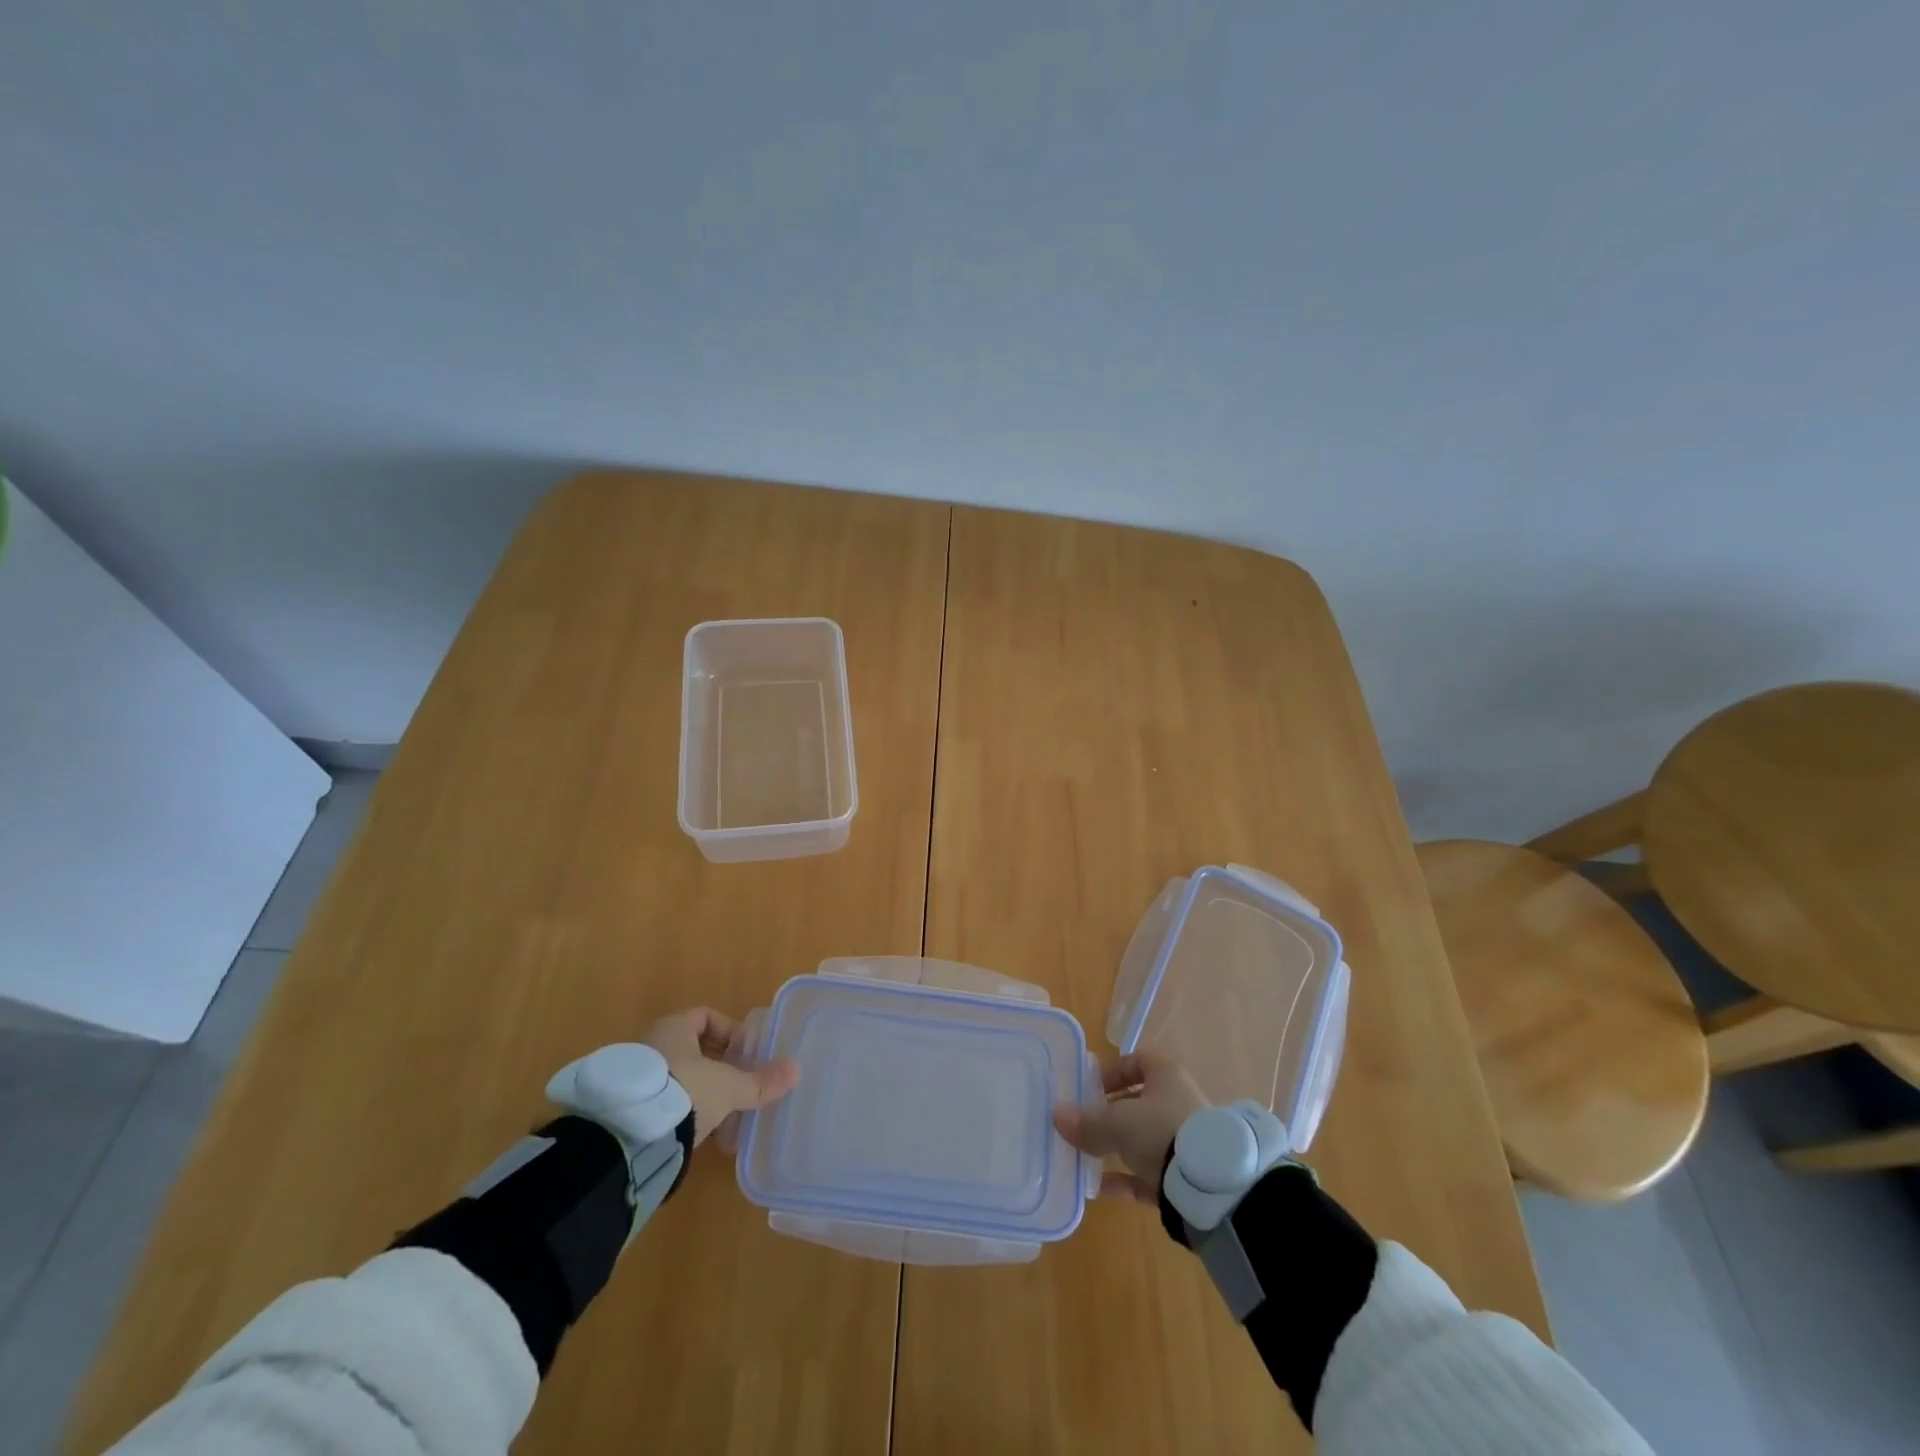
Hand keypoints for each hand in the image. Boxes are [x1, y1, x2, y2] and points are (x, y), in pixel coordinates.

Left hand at [641, 1007, 797, 1145]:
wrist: (628, 1135)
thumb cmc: (685, 1091)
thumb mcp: (728, 1087)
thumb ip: (760, 1081)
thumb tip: (795, 1071)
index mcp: (673, 1027)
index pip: (705, 1016)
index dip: (729, 1031)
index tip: (744, 1054)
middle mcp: (650, 1042)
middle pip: (691, 1046)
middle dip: (716, 1063)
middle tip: (736, 1082)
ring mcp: (634, 1073)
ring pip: (676, 1073)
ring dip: (698, 1087)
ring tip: (720, 1110)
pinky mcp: (626, 1103)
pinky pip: (661, 1096)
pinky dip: (680, 1107)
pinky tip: (694, 1128)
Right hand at [1052, 1052, 1206, 1203]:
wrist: (1211, 1187)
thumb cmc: (1161, 1131)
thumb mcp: (1118, 1123)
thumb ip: (1088, 1123)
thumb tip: (1057, 1116)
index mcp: (1166, 1076)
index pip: (1138, 1061)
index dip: (1112, 1072)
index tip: (1089, 1089)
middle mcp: (1177, 1103)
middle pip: (1138, 1103)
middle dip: (1109, 1115)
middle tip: (1082, 1125)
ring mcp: (1183, 1141)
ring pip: (1142, 1139)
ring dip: (1115, 1148)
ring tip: (1085, 1157)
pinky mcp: (1184, 1177)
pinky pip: (1148, 1173)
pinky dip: (1125, 1179)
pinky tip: (1099, 1188)